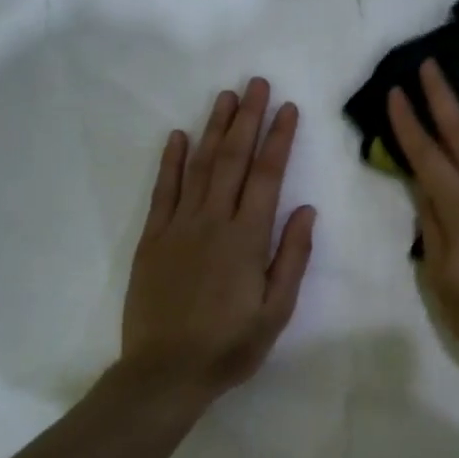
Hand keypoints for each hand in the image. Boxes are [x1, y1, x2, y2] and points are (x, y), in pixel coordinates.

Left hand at [120, 79, 315, 399]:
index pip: (267, 176)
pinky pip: (163, 191)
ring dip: (213, 128)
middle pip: (233, 159)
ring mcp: (179, 226)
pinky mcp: (152, 238)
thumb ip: (292, 256)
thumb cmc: (230, 344)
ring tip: (226, 97)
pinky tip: (177, 136)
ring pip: (199, 166)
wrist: (164, 374)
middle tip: (257, 84)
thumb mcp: (276, 310)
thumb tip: (306, 209)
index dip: (279, 139)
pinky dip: (170, 161)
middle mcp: (213, 221)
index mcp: (247, 237)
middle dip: (248, 118)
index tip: (288, 108)